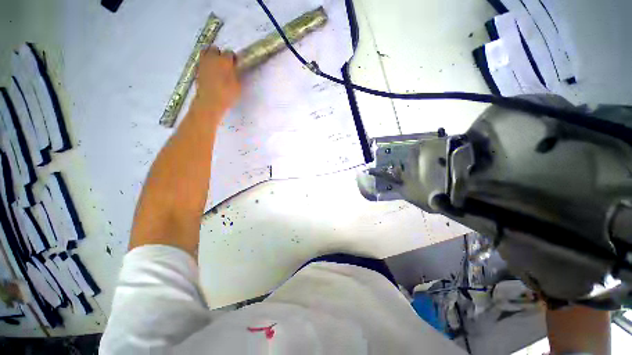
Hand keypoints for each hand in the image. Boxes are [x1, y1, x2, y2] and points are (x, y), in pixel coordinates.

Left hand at [194, 46, 241, 114]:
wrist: (210, 102)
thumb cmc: (227, 94)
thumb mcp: (237, 85)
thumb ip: (236, 74)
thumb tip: (235, 69)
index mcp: (224, 60)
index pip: (230, 53)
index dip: (233, 59)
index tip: (235, 65)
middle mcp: (212, 58)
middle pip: (215, 49)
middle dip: (219, 54)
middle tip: (224, 63)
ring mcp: (203, 63)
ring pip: (205, 53)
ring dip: (210, 57)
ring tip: (215, 66)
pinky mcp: (197, 71)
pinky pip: (202, 63)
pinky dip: (206, 65)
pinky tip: (210, 74)